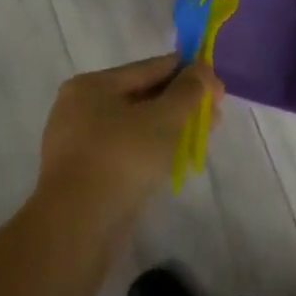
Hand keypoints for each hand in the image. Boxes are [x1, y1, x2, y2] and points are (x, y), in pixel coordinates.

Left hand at [39, 55, 221, 220]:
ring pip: (136, 126)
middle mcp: (80, 108)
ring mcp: (79, 144)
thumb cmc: (122, 158)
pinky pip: (126, 151)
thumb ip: (188, 89)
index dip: (188, 72)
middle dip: (181, 103)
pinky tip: (176, 159)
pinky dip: (152, 150)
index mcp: (92, 85)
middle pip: (143, 97)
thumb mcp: (164, 117)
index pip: (150, 68)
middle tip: (214, 114)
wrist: (77, 227)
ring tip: (201, 137)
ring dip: (170, 128)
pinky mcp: (84, 175)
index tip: (217, 84)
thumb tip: (202, 69)